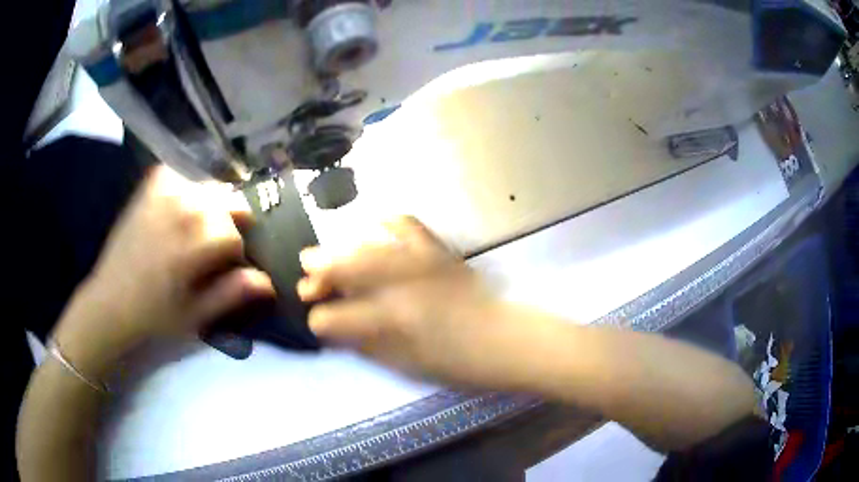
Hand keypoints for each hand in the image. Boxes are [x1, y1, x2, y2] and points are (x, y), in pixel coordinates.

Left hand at [54, 166, 273, 379]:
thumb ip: (232, 293)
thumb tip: (269, 280)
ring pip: (209, 190)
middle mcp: (182, 205)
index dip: (235, 256)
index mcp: (192, 241)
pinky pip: (183, 178)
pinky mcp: (152, 184)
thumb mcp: (197, 315)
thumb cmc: (155, 314)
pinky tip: (179, 213)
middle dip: (228, 228)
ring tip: (195, 234)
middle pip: (228, 205)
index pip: (235, 236)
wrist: (111, 301)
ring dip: (211, 211)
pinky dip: (188, 192)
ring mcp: (165, 189)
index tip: (223, 272)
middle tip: (211, 253)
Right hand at [298, 217, 520, 386]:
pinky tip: (373, 229)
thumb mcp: (407, 365)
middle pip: (347, 268)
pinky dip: (385, 223)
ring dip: (341, 248)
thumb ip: (366, 345)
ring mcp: (421, 262)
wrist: (503, 340)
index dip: (321, 320)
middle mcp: (403, 285)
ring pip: (368, 246)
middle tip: (305, 273)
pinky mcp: (438, 251)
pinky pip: (407, 225)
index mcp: (394, 321)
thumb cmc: (457, 363)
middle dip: (319, 271)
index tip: (314, 321)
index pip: (339, 318)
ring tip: (326, 253)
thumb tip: (336, 329)